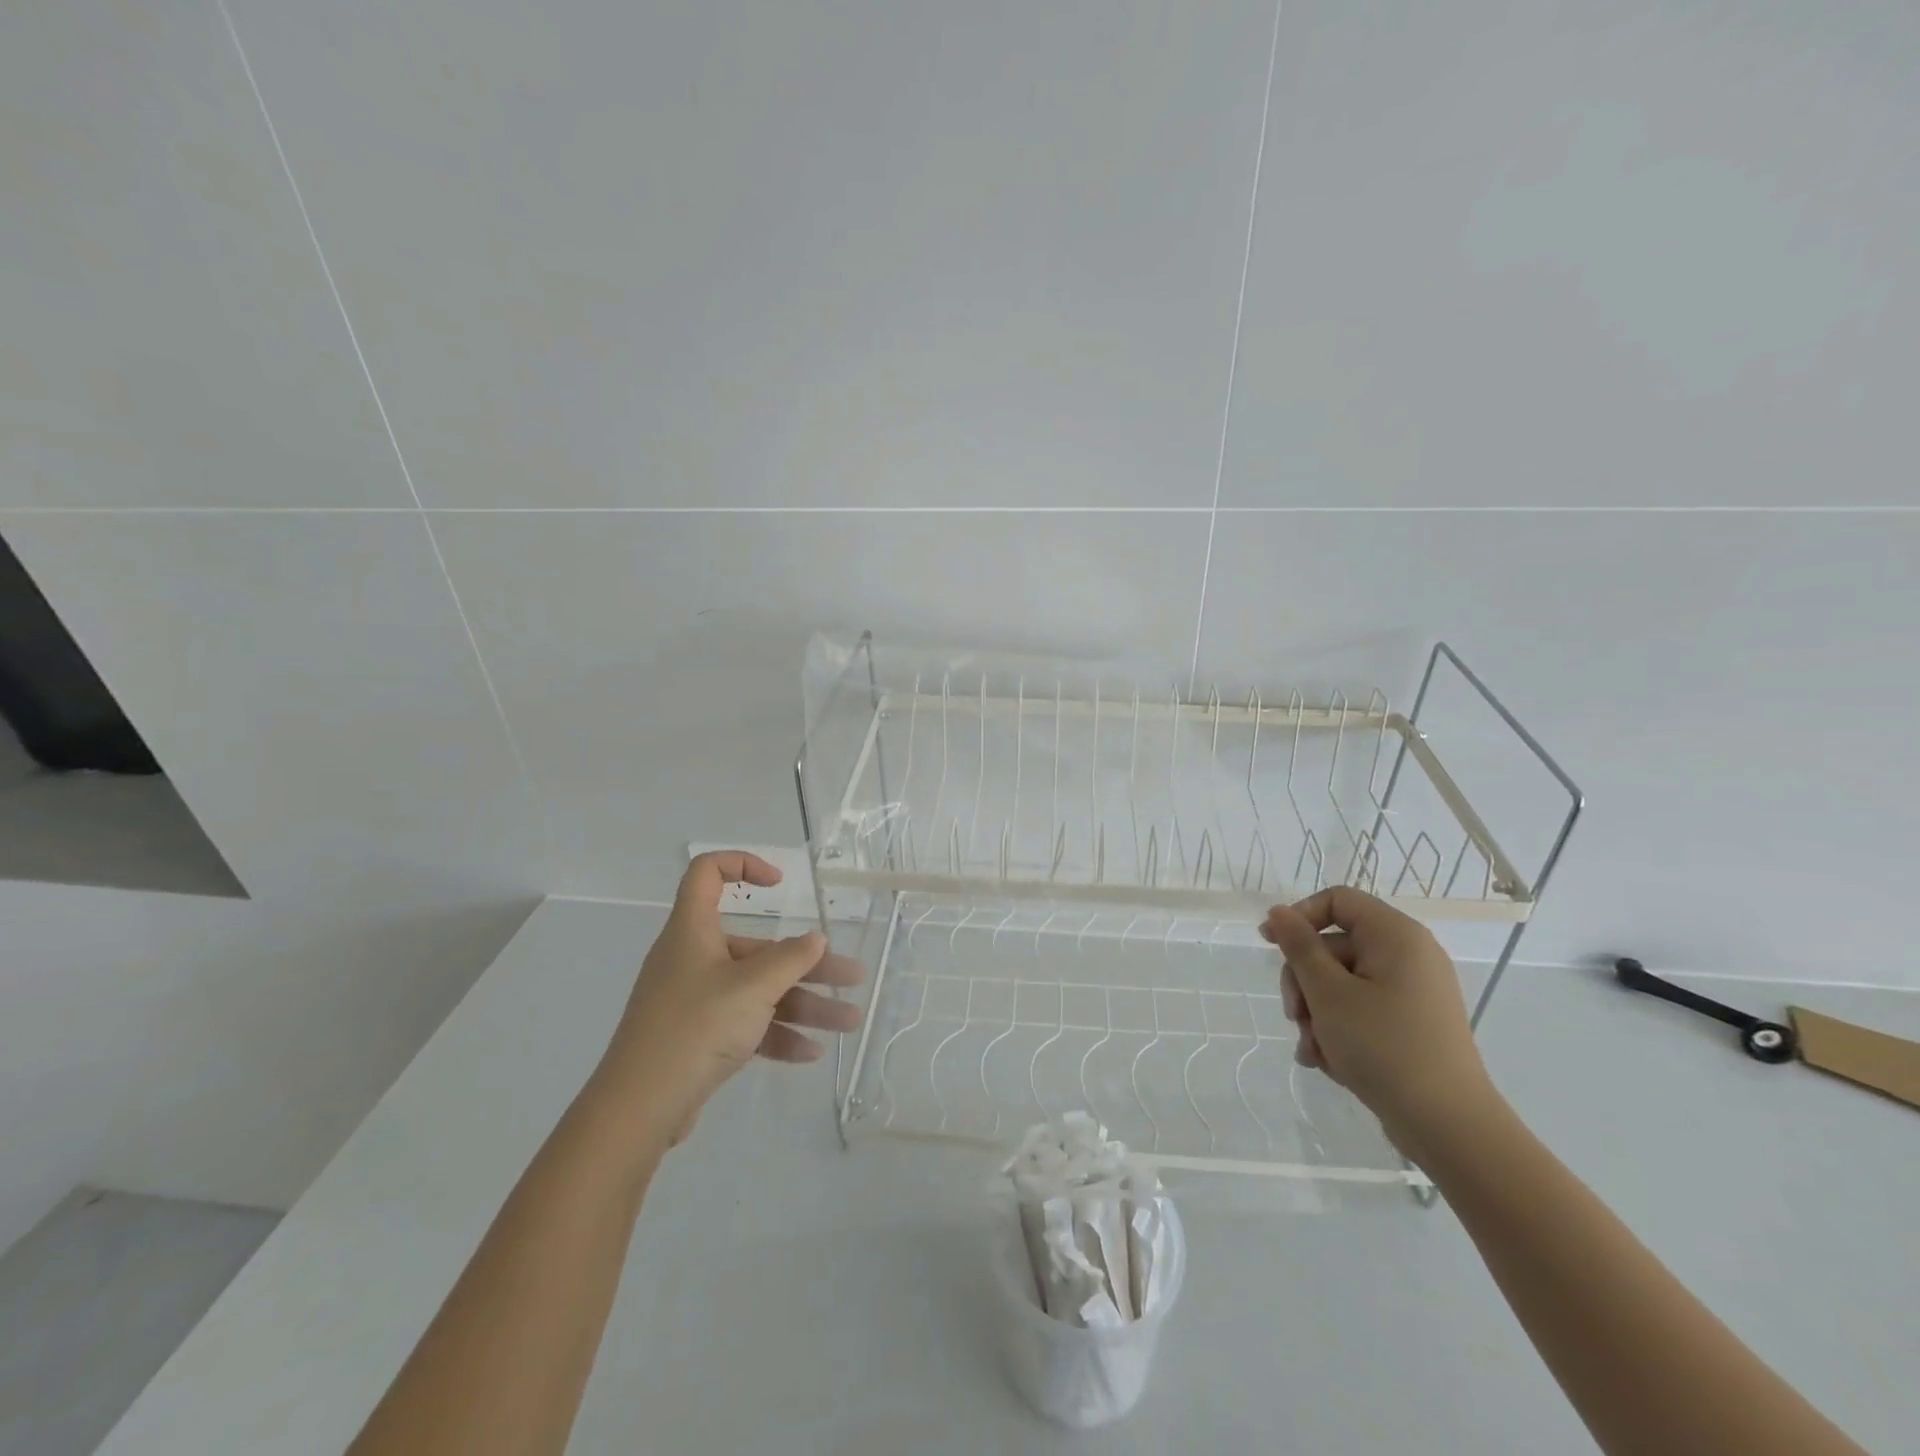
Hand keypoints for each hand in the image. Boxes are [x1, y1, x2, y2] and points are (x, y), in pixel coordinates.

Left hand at [593, 852, 863, 1145]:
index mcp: (694, 931)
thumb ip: (790, 959)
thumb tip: (815, 939)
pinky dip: (778, 1034)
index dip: (742, 865)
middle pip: (757, 948)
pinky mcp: (699, 1038)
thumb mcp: (752, 988)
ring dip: (805, 1005)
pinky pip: (747, 1024)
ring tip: (849, 1023)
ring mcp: (696, 1000)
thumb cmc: (696, 1027)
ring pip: (759, 991)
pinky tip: (812, 1052)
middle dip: (808, 964)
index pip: (707, 874)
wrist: (639, 1109)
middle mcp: (694, 959)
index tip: (780, 884)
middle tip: (852, 978)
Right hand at [1262, 887, 1501, 1159]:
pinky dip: (1339, 1029)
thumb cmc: (1384, 1047)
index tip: (1269, 946)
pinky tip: (1326, 1061)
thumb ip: (1299, 946)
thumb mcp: (1328, 993)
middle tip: (1294, 1017)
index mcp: (1396, 936)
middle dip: (1305, 981)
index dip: (1299, 917)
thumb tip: (1279, 912)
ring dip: (1317, 1012)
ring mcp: (1413, 992)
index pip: (1337, 901)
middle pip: (1334, 946)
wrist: (1449, 1127)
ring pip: (1342, 983)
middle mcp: (1409, 956)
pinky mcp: (1412, 1024)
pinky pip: (1362, 1010)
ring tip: (1312, 1050)